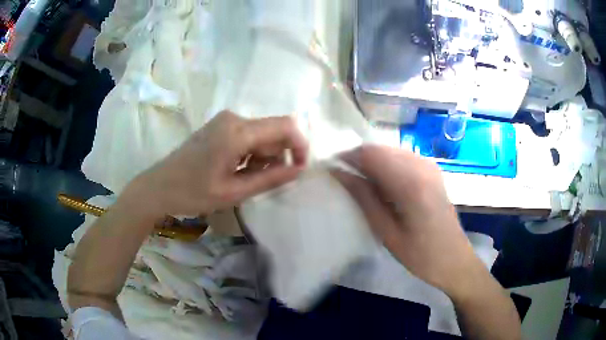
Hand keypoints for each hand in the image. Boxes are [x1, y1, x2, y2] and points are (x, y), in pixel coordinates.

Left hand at [125, 111, 307, 217]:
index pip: (286, 126)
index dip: (300, 146)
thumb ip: (270, 178)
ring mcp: (225, 120)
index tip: (298, 170)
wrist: (158, 187)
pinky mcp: (219, 126)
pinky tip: (236, 169)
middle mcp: (234, 118)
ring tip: (244, 178)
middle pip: (274, 130)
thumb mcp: (234, 192)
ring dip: (263, 156)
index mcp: (237, 132)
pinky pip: (248, 135)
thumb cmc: (192, 193)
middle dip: (277, 155)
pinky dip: (251, 152)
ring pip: (261, 134)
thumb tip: (299, 169)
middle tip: (262, 181)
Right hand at [333, 145, 484, 298]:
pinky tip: (383, 185)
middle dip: (358, 159)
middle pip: (380, 149)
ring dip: (372, 162)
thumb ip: (364, 198)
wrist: (454, 259)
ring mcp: (429, 166)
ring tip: (361, 183)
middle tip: (344, 178)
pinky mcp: (432, 170)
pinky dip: (387, 165)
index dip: (347, 157)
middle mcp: (422, 166)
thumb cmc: (420, 255)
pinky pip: (402, 157)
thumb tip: (339, 173)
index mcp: (410, 183)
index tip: (331, 168)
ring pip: (391, 151)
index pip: (371, 154)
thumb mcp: (387, 232)